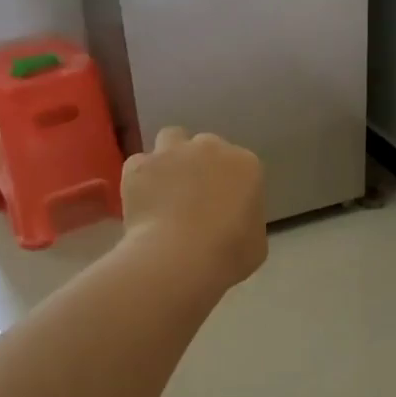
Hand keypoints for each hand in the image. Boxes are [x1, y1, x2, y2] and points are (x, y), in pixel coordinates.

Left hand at [121, 128, 267, 292]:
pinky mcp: (140, 165)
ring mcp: (172, 152)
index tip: (225, 208)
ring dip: (171, 157)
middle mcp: (210, 147)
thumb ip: (247, 221)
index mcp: (246, 165)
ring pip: (171, 139)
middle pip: (206, 146)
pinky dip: (141, 177)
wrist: (180, 258)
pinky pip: (139, 164)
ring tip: (166, 186)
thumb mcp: (256, 243)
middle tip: (195, 197)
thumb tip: (234, 222)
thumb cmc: (228, 254)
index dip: (230, 186)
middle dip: (202, 165)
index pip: (240, 165)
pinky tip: (142, 199)